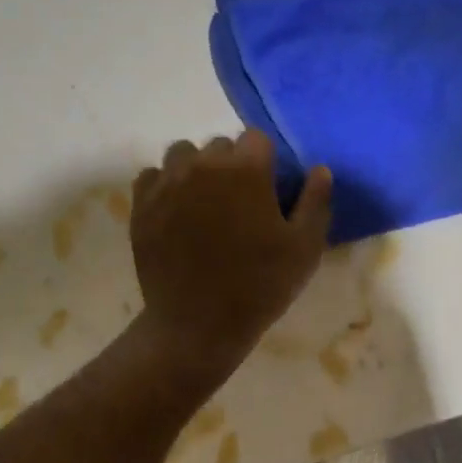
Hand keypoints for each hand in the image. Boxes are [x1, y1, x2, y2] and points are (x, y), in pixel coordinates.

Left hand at [130, 131, 332, 370]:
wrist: (197, 325)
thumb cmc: (258, 285)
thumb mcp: (304, 248)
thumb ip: (316, 201)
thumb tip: (319, 169)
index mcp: (245, 169)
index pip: (256, 137)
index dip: (264, 159)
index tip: (266, 186)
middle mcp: (203, 165)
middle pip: (219, 145)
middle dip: (231, 164)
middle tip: (238, 200)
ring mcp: (168, 183)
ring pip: (183, 154)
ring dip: (195, 168)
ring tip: (203, 200)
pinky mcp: (142, 204)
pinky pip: (152, 176)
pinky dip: (164, 185)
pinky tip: (175, 210)